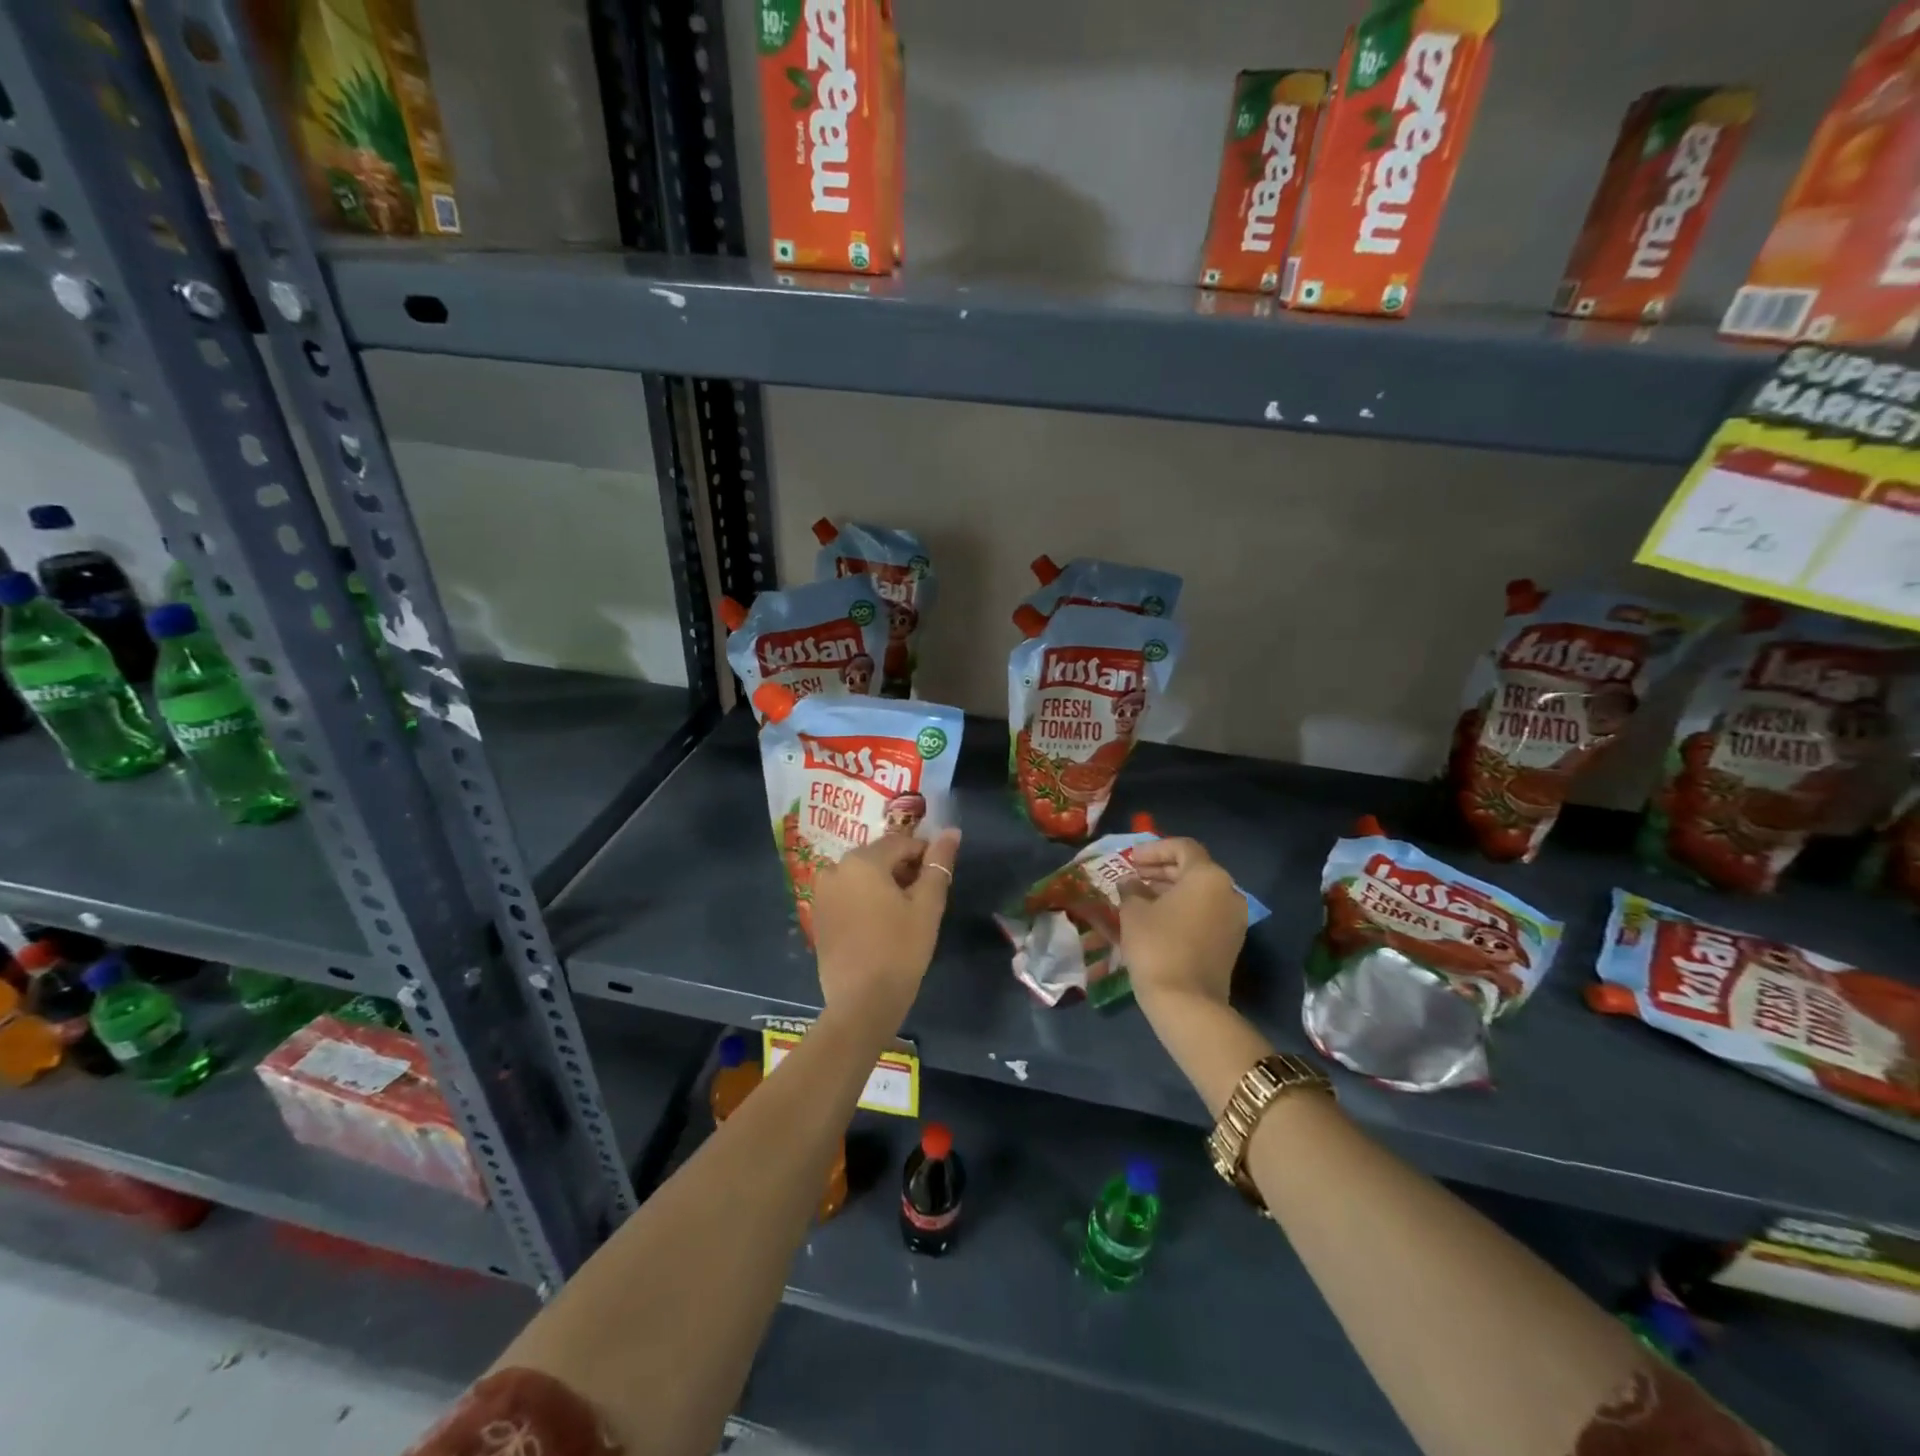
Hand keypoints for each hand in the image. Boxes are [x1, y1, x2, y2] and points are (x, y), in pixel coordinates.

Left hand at [811, 829, 960, 1031]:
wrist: (862, 1003)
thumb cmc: (900, 949)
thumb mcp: (927, 905)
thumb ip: (939, 864)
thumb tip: (951, 832)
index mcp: (862, 860)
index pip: (902, 843)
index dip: (925, 856)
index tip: (939, 878)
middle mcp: (836, 868)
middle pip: (879, 857)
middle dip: (903, 870)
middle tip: (923, 898)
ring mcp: (822, 892)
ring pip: (862, 876)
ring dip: (884, 885)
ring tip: (903, 913)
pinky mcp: (818, 915)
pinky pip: (847, 895)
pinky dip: (865, 900)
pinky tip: (880, 925)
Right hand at [1120, 837, 1247, 1015]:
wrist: (1187, 1002)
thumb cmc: (1157, 946)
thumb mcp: (1133, 912)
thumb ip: (1131, 889)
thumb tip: (1130, 882)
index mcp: (1208, 877)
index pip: (1182, 848)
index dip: (1153, 849)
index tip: (1130, 859)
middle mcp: (1228, 892)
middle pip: (1194, 869)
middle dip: (1161, 869)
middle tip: (1133, 875)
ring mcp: (1234, 919)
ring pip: (1200, 892)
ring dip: (1170, 889)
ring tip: (1140, 896)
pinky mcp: (1230, 942)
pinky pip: (1205, 912)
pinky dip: (1182, 908)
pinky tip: (1157, 918)